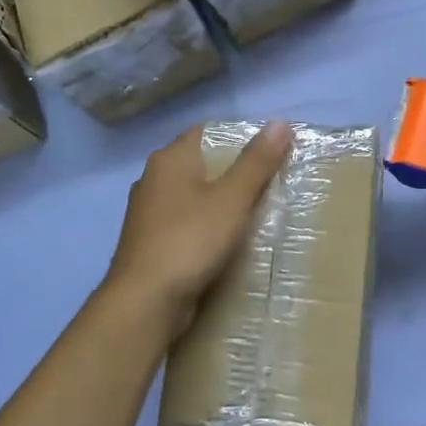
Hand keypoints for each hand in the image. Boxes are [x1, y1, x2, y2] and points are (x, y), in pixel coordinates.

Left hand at [101, 122, 293, 337]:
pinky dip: (206, 227)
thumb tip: (281, 122)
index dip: (239, 137)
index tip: (271, 152)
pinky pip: (185, 224)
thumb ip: (256, 161)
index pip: (208, 132)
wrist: (145, 302)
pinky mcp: (149, 243)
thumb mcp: (232, 199)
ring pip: (193, 196)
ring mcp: (148, 213)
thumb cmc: (190, 240)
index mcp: (170, 159)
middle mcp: (153, 179)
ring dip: (220, 202)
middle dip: (233, 172)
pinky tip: (227, 242)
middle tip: (271, 183)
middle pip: (201, 164)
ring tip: (255, 213)